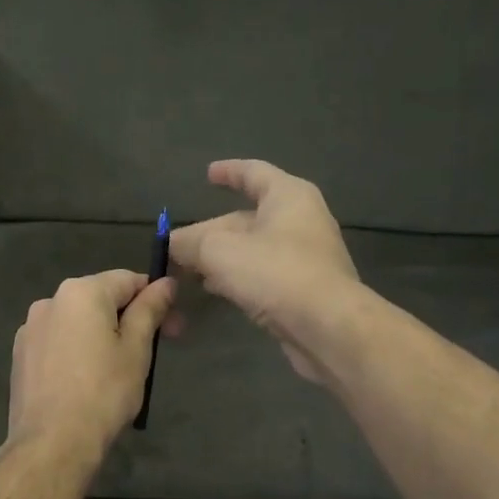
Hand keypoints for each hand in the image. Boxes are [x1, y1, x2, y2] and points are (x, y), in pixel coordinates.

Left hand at [5, 269, 176, 464]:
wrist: (52, 443)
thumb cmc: (104, 392)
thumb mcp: (136, 349)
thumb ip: (149, 310)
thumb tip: (165, 282)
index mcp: (81, 292)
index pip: (128, 280)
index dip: (155, 299)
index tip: (173, 328)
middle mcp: (50, 301)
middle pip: (100, 300)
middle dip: (129, 319)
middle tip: (153, 352)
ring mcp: (30, 329)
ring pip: (77, 323)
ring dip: (101, 336)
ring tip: (117, 372)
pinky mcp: (20, 356)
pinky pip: (58, 343)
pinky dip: (76, 352)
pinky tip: (86, 382)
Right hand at [168, 159, 360, 382]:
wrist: (328, 327)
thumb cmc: (276, 274)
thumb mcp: (220, 252)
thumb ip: (191, 243)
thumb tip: (171, 243)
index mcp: (288, 196)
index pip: (254, 173)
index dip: (229, 172)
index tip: (207, 174)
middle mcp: (301, 221)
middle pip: (246, 218)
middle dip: (210, 231)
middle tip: (177, 246)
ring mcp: (305, 257)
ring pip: (253, 249)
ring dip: (220, 257)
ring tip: (188, 269)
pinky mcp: (303, 289)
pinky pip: (263, 274)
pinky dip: (237, 276)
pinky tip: (214, 289)